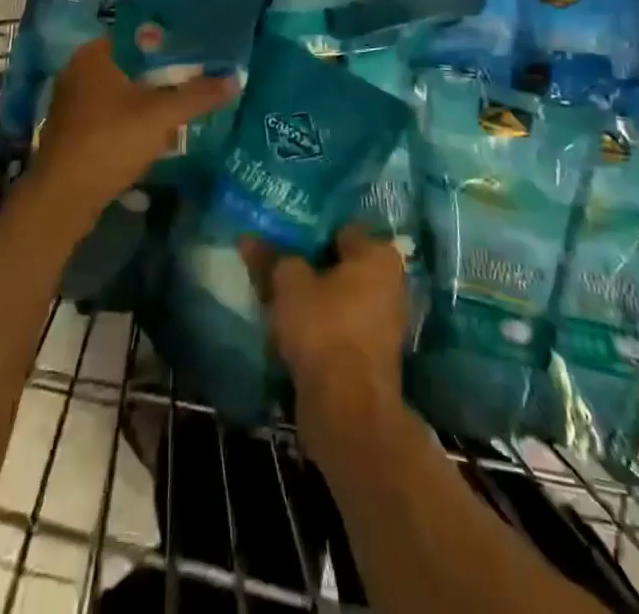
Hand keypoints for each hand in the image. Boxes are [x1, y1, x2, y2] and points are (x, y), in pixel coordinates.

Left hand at [29, 38, 235, 225]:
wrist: (64, 198)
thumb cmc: (110, 142)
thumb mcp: (161, 116)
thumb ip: (198, 95)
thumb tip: (235, 79)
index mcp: (94, 55)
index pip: (138, 34)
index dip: (170, 40)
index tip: (199, 48)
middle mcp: (79, 71)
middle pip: (131, 63)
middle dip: (163, 71)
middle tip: (199, 75)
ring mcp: (73, 102)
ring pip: (121, 90)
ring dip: (149, 97)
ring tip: (184, 101)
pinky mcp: (74, 130)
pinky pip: (111, 113)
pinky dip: (134, 117)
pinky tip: (157, 130)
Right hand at [244, 226, 408, 458]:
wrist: (348, 408)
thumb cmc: (324, 328)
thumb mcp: (289, 284)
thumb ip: (272, 258)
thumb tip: (248, 237)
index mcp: (379, 255)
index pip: (340, 230)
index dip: (309, 232)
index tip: (281, 237)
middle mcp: (390, 283)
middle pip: (341, 265)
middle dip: (310, 266)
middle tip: (275, 265)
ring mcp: (385, 322)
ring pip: (339, 298)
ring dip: (313, 298)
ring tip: (275, 297)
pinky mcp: (372, 355)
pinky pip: (340, 327)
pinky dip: (319, 326)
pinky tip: (290, 328)